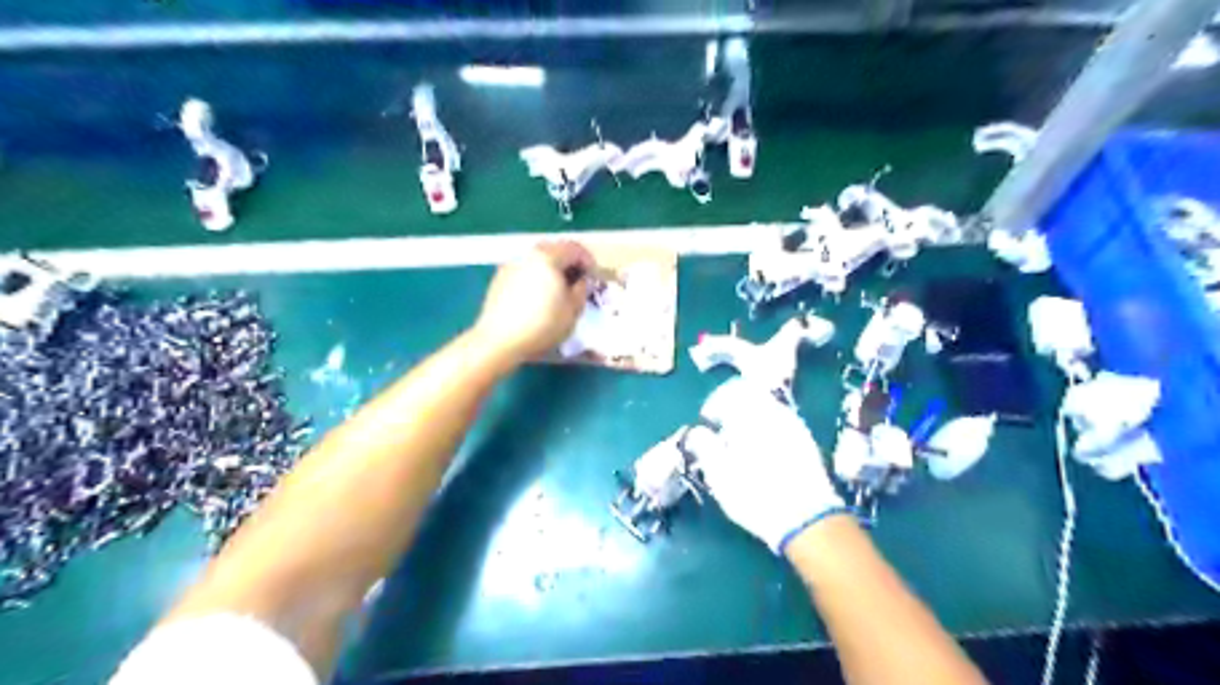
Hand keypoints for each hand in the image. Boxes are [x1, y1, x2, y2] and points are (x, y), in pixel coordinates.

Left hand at [470, 244, 596, 367]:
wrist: (499, 340)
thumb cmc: (542, 325)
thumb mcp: (573, 310)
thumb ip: (581, 289)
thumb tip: (580, 280)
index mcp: (548, 257)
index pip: (575, 249)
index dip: (588, 261)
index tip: (594, 277)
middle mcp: (528, 254)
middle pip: (554, 249)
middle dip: (569, 263)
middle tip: (577, 281)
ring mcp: (511, 264)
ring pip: (538, 260)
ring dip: (551, 269)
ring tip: (557, 290)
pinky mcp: (499, 278)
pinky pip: (525, 270)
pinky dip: (536, 277)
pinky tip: (537, 297)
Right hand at [691, 376, 845, 554]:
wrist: (808, 520)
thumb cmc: (756, 496)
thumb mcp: (720, 476)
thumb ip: (705, 447)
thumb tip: (697, 432)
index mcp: (751, 415)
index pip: (730, 392)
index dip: (714, 404)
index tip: (707, 423)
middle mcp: (775, 412)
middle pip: (752, 395)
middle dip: (734, 409)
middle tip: (722, 431)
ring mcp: (795, 426)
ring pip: (768, 408)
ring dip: (751, 419)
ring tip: (741, 445)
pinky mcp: (807, 442)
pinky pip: (782, 423)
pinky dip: (767, 430)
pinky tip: (762, 453)